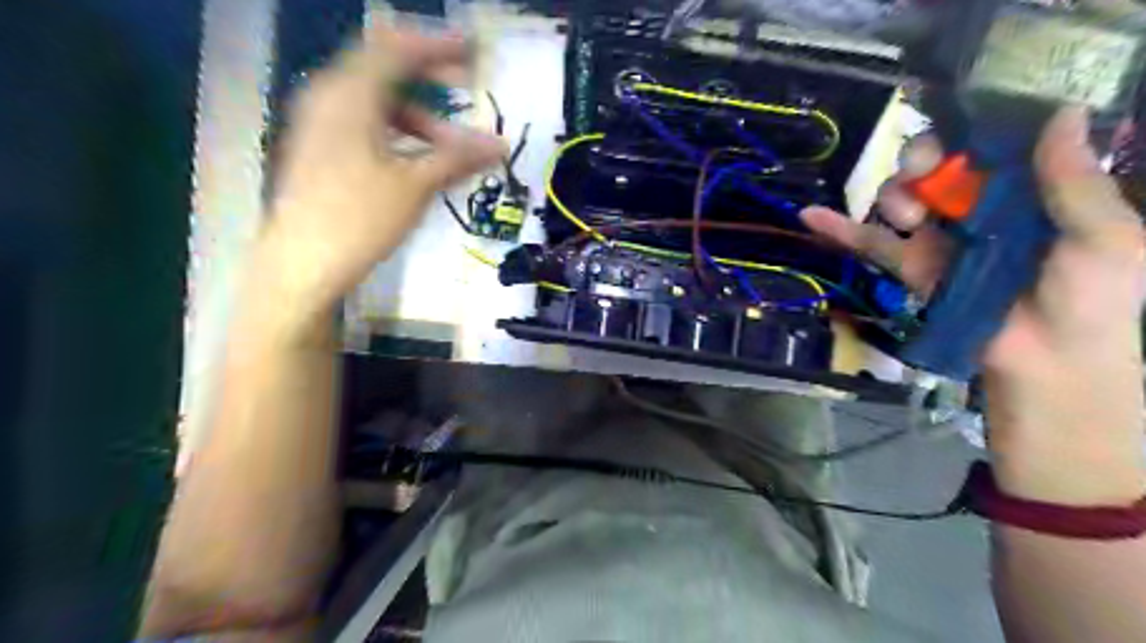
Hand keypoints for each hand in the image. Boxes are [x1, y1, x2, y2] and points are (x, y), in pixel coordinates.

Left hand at [264, 23, 509, 312]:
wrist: (301, 265)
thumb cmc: (359, 220)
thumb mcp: (414, 186)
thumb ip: (457, 157)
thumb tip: (500, 145)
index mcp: (349, 95)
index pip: (397, 48)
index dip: (439, 45)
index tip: (474, 51)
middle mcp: (328, 97)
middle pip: (384, 69)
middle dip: (430, 77)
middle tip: (468, 88)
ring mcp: (320, 124)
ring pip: (376, 102)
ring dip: (419, 115)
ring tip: (452, 144)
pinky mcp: (320, 149)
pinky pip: (365, 124)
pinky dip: (397, 132)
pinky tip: (419, 159)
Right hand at [798, 109, 1145, 503]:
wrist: (1046, 362)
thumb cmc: (1092, 298)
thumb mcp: (1103, 235)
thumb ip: (1073, 182)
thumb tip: (1058, 115)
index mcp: (1028, 192)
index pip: (990, 146)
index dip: (969, 130)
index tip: (958, 125)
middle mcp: (978, 207)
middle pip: (936, 165)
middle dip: (923, 159)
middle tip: (925, 171)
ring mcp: (938, 236)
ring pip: (901, 196)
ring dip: (895, 195)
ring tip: (911, 218)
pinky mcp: (909, 266)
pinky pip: (870, 242)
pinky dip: (838, 228)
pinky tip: (809, 214)